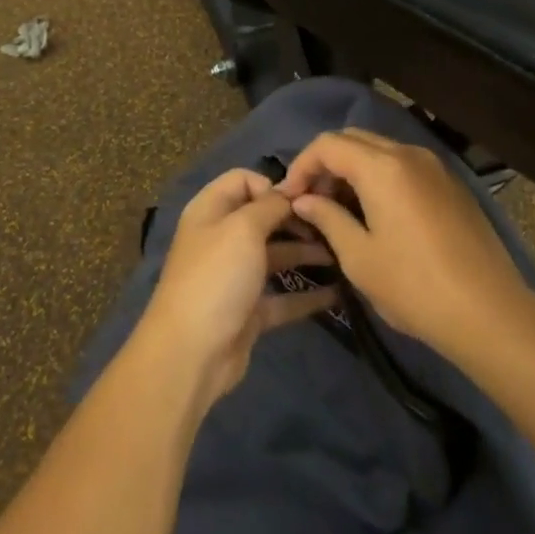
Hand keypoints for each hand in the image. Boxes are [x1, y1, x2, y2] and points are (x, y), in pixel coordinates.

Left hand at [136, 168, 338, 406]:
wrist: (191, 353)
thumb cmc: (216, 277)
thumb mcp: (243, 228)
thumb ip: (270, 205)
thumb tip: (289, 193)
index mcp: (211, 211)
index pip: (243, 180)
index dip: (272, 185)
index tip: (303, 199)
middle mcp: (222, 238)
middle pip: (264, 218)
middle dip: (297, 219)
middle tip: (332, 225)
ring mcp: (236, 276)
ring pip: (276, 256)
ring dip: (306, 253)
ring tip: (342, 254)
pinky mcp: (249, 311)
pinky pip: (283, 296)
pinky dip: (308, 295)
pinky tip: (338, 292)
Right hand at [278, 129, 532, 361]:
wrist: (490, 312)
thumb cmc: (415, 287)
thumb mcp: (359, 257)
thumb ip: (327, 218)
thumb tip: (303, 200)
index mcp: (382, 167)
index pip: (328, 144)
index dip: (301, 165)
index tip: (289, 198)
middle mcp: (408, 154)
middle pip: (354, 139)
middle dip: (326, 164)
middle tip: (312, 202)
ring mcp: (434, 167)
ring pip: (380, 150)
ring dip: (352, 170)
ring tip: (339, 209)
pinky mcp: (450, 184)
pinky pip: (404, 166)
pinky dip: (379, 177)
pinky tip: (375, 214)